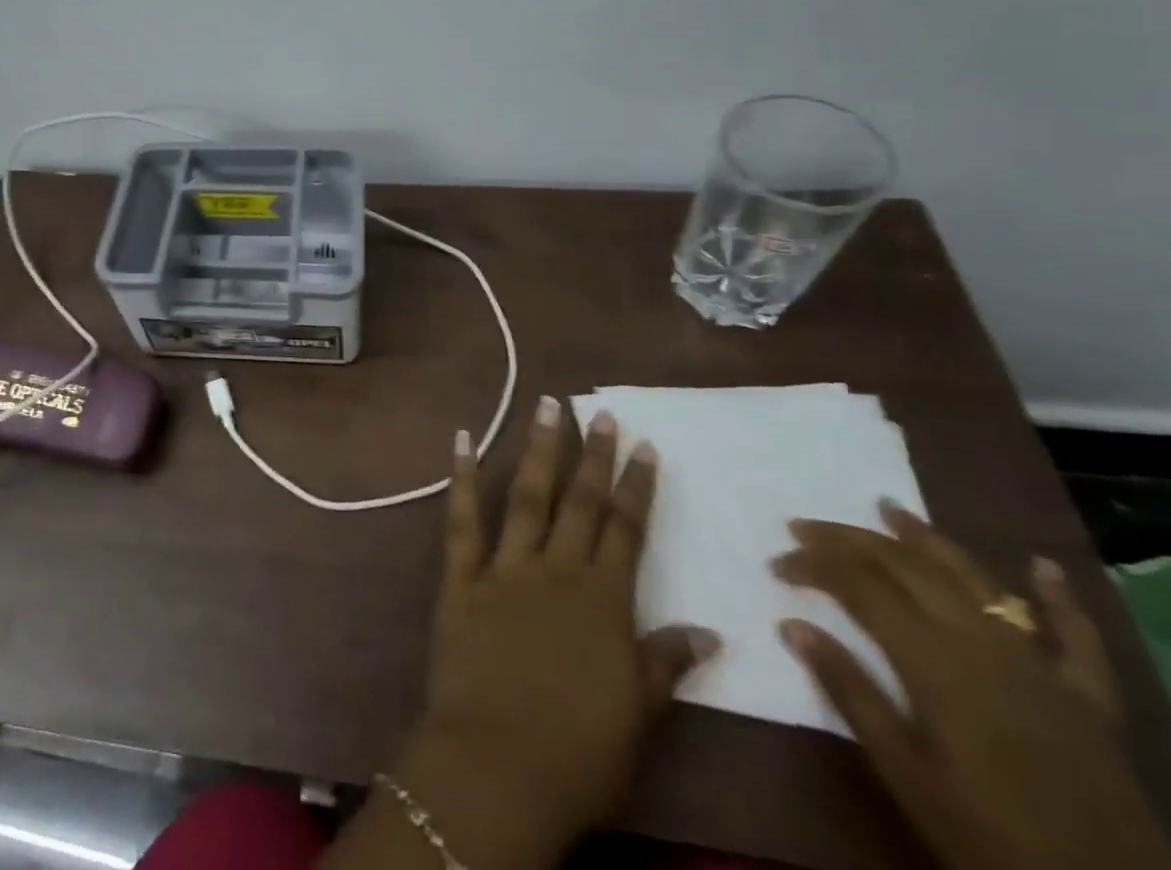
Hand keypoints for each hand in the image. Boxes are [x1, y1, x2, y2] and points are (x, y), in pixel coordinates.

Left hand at [367, 395, 719, 869]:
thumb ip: (666, 663)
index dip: (636, 486)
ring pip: (525, 495)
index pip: (626, 530)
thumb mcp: (639, 714)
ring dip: (537, 449)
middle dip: (592, 455)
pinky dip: (461, 476)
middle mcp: (555, 569)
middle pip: (579, 502)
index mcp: (603, 599)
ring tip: (545, 406)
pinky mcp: (461, 576)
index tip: (644, 445)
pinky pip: (461, 518)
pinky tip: (462, 438)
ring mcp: (504, 567)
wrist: (499, 765)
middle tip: (599, 411)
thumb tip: (710, 633)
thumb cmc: (579, 751)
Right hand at [774, 504, 1170, 869]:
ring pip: (975, 581)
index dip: (812, 565)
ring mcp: (1040, 666)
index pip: (858, 587)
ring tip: (889, 507)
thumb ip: (850, 692)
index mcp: (933, 660)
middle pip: (907, 568)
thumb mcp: (905, 773)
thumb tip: (791, 624)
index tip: (775, 564)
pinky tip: (1042, 565)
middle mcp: (982, 643)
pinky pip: (1076, 638)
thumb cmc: (989, 837)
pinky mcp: (1087, 697)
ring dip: (928, 540)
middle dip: (849, 539)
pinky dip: (1059, 598)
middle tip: (804, 526)